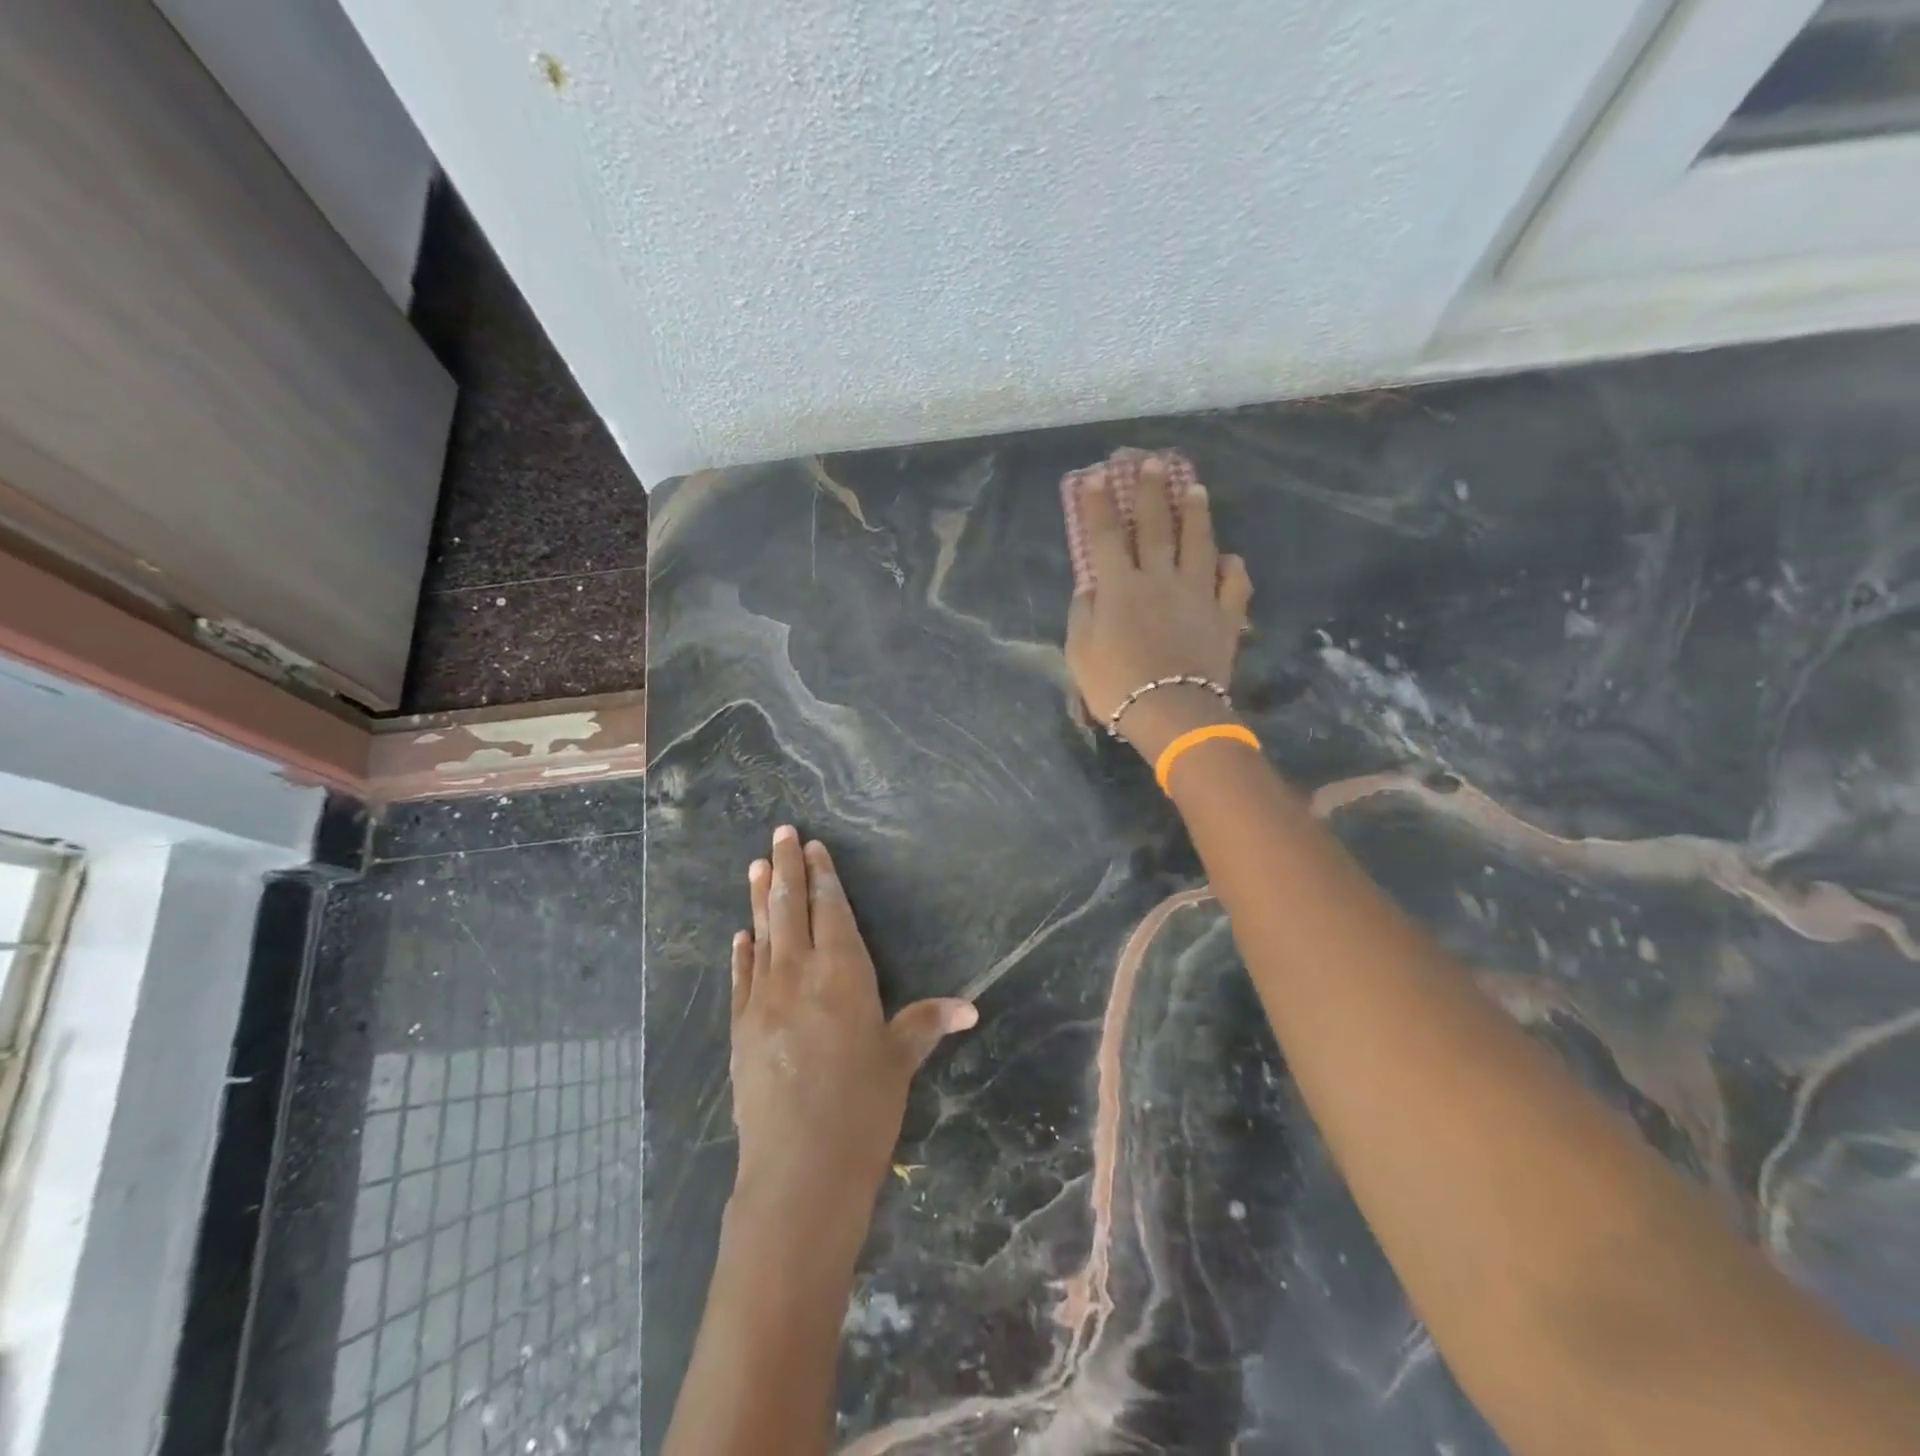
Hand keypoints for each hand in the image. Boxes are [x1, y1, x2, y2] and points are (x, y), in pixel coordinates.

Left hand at [729, 826, 977, 1218]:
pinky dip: (741, 952)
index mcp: (843, 973)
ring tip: (754, 866)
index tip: (811, 846)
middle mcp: (799, 974)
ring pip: (762, 935)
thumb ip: (925, 1023)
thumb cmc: (862, 1109)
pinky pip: (741, 978)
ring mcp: (763, 999)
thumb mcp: (899, 1061)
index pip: (831, 909)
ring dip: (758, 898)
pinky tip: (740, 936)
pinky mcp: (740, 1029)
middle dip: (785, 868)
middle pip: (789, 909)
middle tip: (778, 833)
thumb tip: (970, 1006)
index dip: (822, 875)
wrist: (798, 1170)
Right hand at [1065, 455, 1253, 760]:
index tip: (1099, 476)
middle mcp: (1160, 579)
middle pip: (1155, 527)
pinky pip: (1233, 585)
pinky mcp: (1224, 616)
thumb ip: (1083, 613)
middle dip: (1152, 492)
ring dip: (1196, 514)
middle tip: (1154, 463)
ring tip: (1196, 488)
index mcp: (1120, 587)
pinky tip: (1229, 558)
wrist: (1171, 712)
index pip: (1105, 536)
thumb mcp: (1080, 652)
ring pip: (1199, 544)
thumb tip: (1090, 587)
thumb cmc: (1116, 685)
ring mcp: (1197, 595)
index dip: (1100, 504)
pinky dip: (1232, 568)